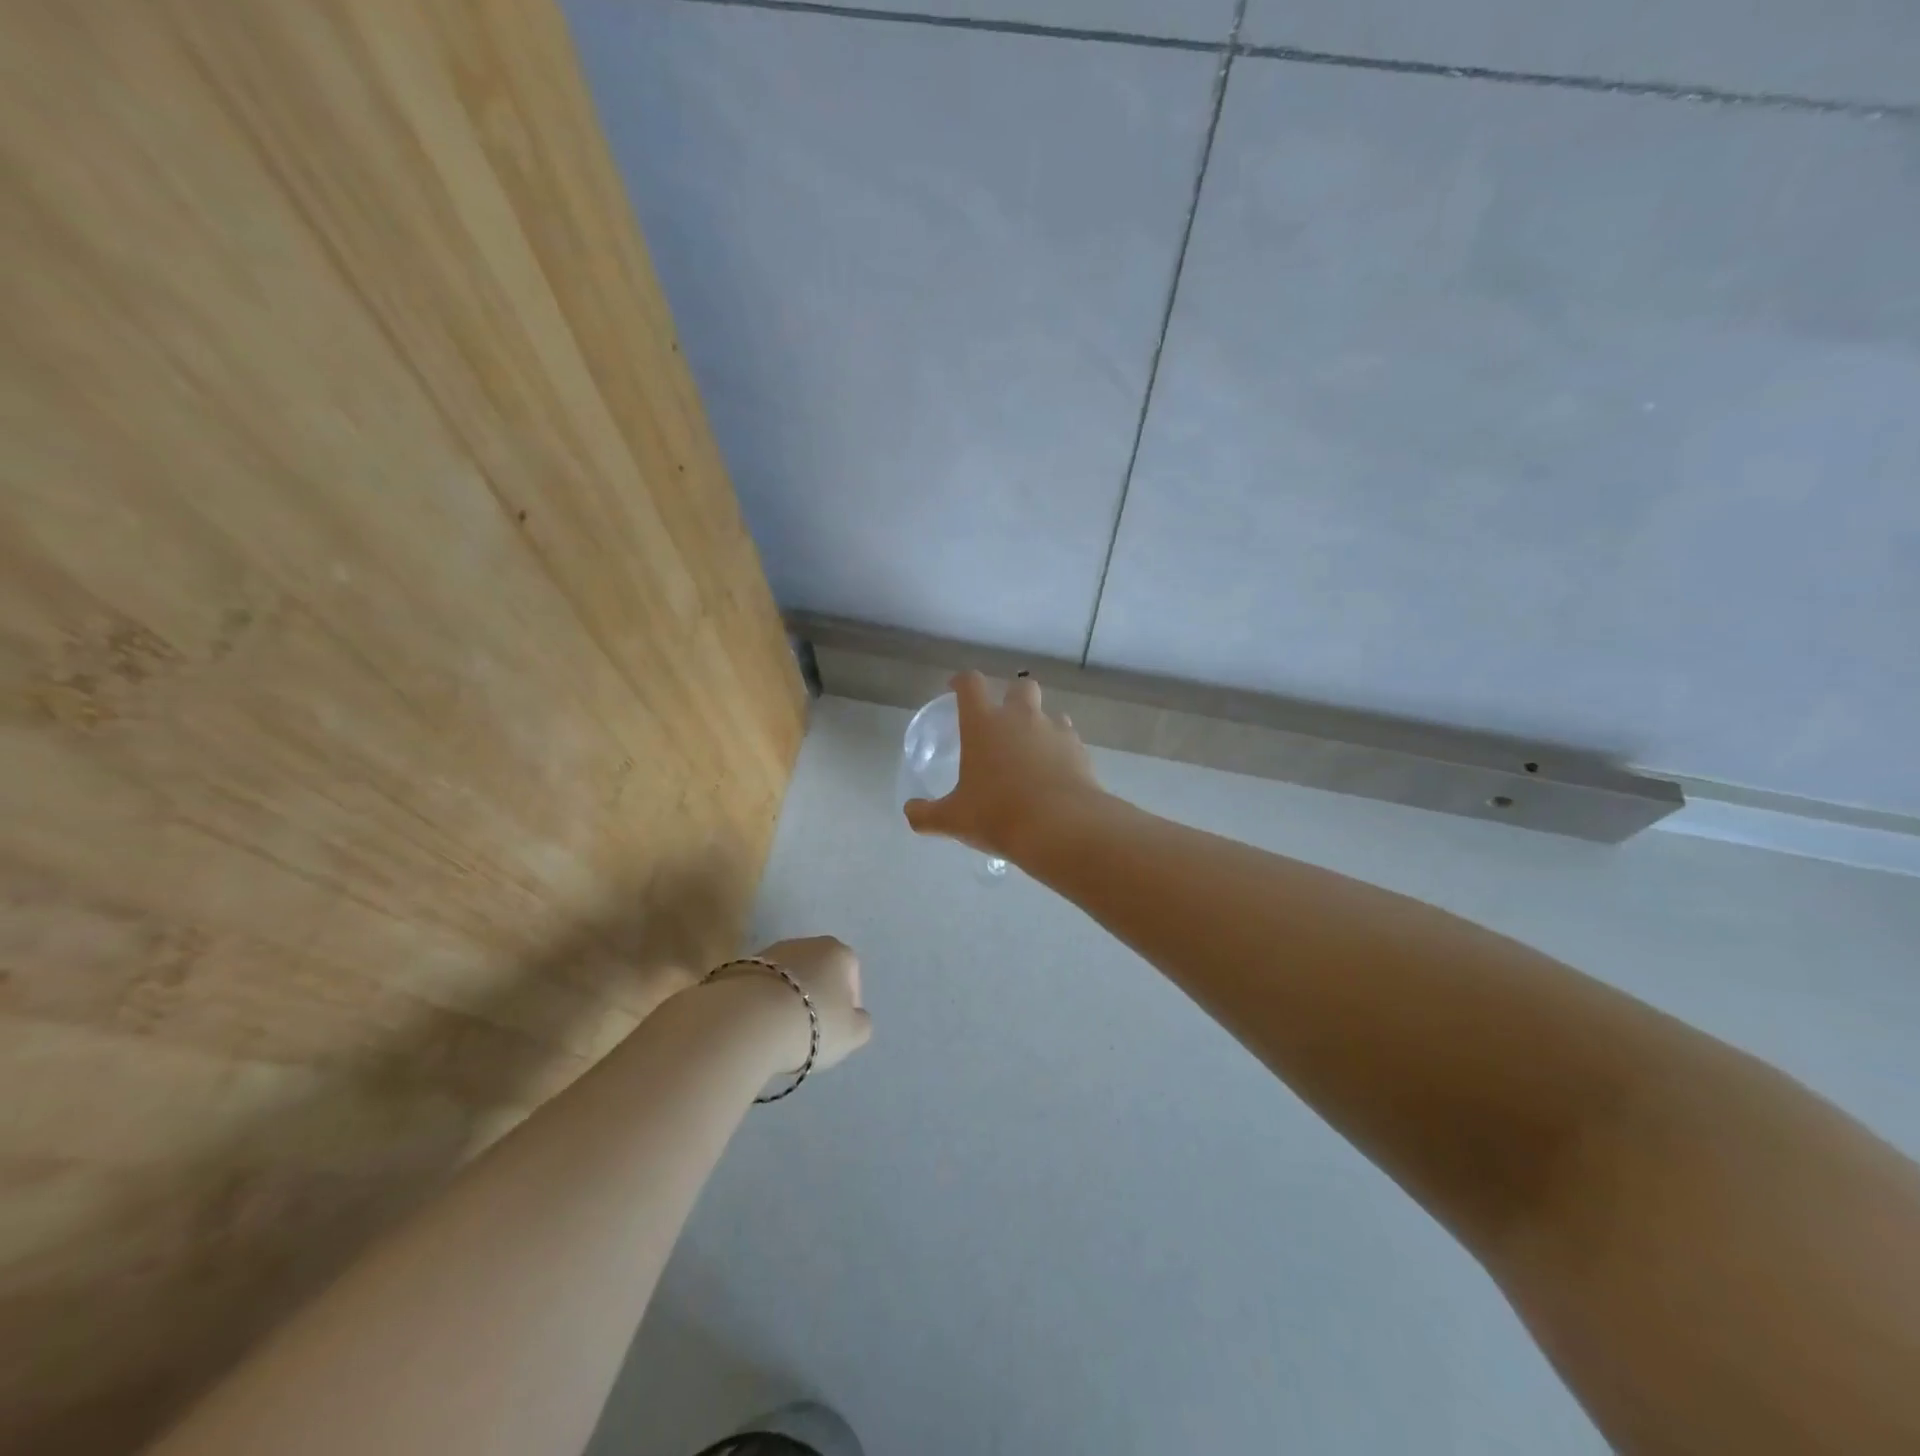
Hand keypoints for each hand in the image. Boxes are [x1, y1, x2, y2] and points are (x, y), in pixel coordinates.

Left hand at [745, 936, 873, 1074]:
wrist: (749, 1020)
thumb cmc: (812, 1023)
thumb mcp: (853, 1033)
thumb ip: (861, 1023)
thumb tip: (855, 1017)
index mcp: (838, 952)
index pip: (852, 975)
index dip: (848, 1005)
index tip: (837, 1030)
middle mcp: (806, 943)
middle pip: (818, 973)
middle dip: (816, 998)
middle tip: (810, 1031)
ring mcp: (771, 951)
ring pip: (788, 979)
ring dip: (788, 1000)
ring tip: (780, 1032)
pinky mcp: (740, 966)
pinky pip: (762, 987)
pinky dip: (763, 1003)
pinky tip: (759, 1027)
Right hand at [903, 670, 1102, 861]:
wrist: (1062, 826)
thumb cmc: (998, 815)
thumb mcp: (954, 819)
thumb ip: (927, 814)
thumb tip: (910, 813)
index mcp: (984, 724)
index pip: (971, 684)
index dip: (962, 682)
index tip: (955, 688)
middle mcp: (1021, 718)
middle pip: (1020, 686)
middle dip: (1011, 696)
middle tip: (1003, 720)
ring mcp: (1055, 731)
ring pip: (1050, 713)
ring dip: (1040, 724)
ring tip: (1032, 750)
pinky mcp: (1080, 750)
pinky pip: (1069, 739)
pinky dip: (1060, 749)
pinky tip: (1055, 773)